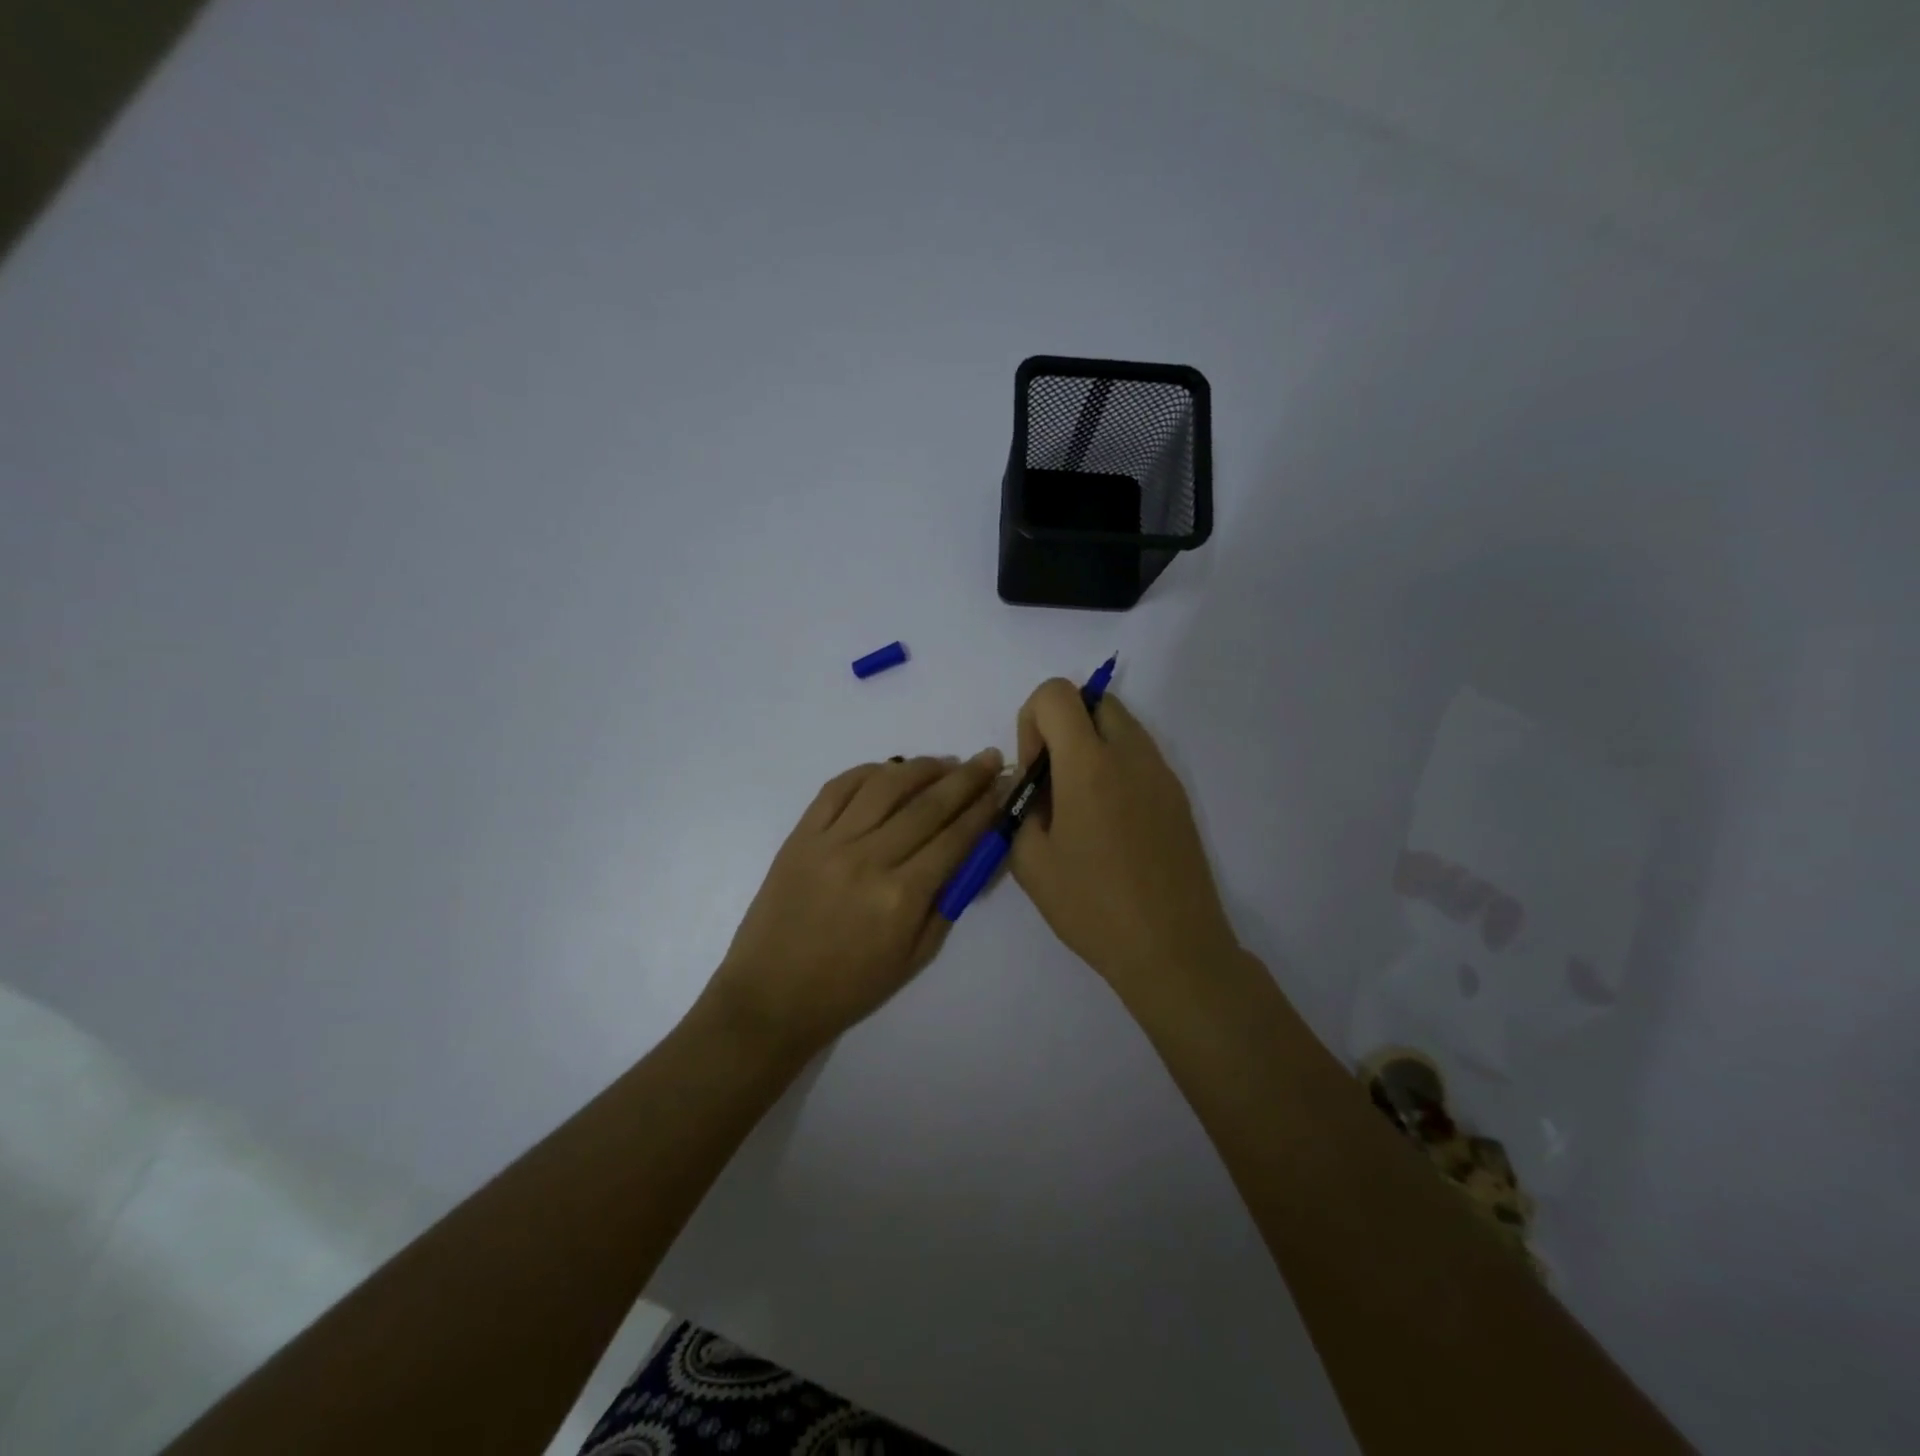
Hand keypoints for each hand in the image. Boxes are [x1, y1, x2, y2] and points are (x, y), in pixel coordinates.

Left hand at [703, 749, 1004, 1058]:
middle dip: (965, 778)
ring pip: (884, 786)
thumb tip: (974, 852)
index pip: (955, 838)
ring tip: (944, 763)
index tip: (1002, 787)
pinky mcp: (801, 835)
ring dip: (921, 767)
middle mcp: (869, 859)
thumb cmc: (850, 987)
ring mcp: (830, 842)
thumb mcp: (915, 958)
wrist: (771, 996)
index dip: (984, 809)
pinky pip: (838, 788)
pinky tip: (889, 770)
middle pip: (927, 805)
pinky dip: (868, 771)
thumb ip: (948, 901)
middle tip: (988, 758)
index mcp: (902, 897)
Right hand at [1009, 680, 1240, 998]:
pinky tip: (1110, 824)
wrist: (1172, 948)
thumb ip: (1018, 810)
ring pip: (1121, 725)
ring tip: (1081, 806)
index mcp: (1089, 764)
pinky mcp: (1178, 796)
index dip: (1032, 721)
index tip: (1035, 772)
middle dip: (1063, 726)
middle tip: (1055, 782)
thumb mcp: (1031, 863)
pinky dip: (1116, 768)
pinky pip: (1140, 756)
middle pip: (1093, 700)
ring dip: (1091, 745)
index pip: (1056, 693)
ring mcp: (1161, 773)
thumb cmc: (1093, 907)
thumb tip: (1027, 788)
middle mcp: (1130, 755)